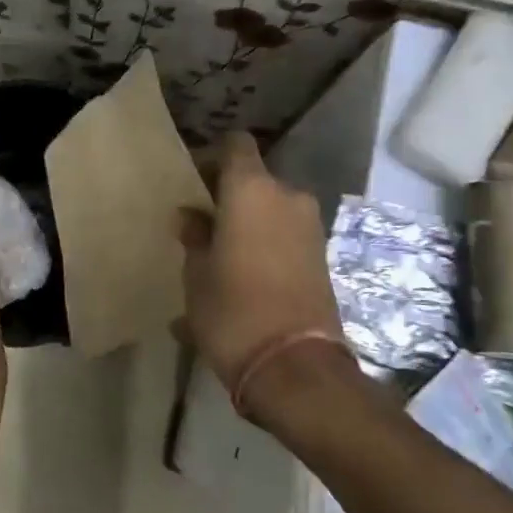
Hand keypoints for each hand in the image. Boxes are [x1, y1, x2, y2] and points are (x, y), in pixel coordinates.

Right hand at [179, 133, 343, 416]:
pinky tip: (241, 276)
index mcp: (251, 190)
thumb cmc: (232, 311)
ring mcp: (310, 227)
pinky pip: (284, 236)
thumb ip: (194, 237)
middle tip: (200, 223)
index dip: (212, 156)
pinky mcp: (322, 256)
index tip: (192, 180)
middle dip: (228, 196)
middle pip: (254, 180)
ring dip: (248, 223)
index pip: (235, 145)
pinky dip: (264, 245)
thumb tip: (191, 217)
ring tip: (219, 255)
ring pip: (271, 210)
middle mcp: (287, 197)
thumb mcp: (196, 274)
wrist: (294, 367)